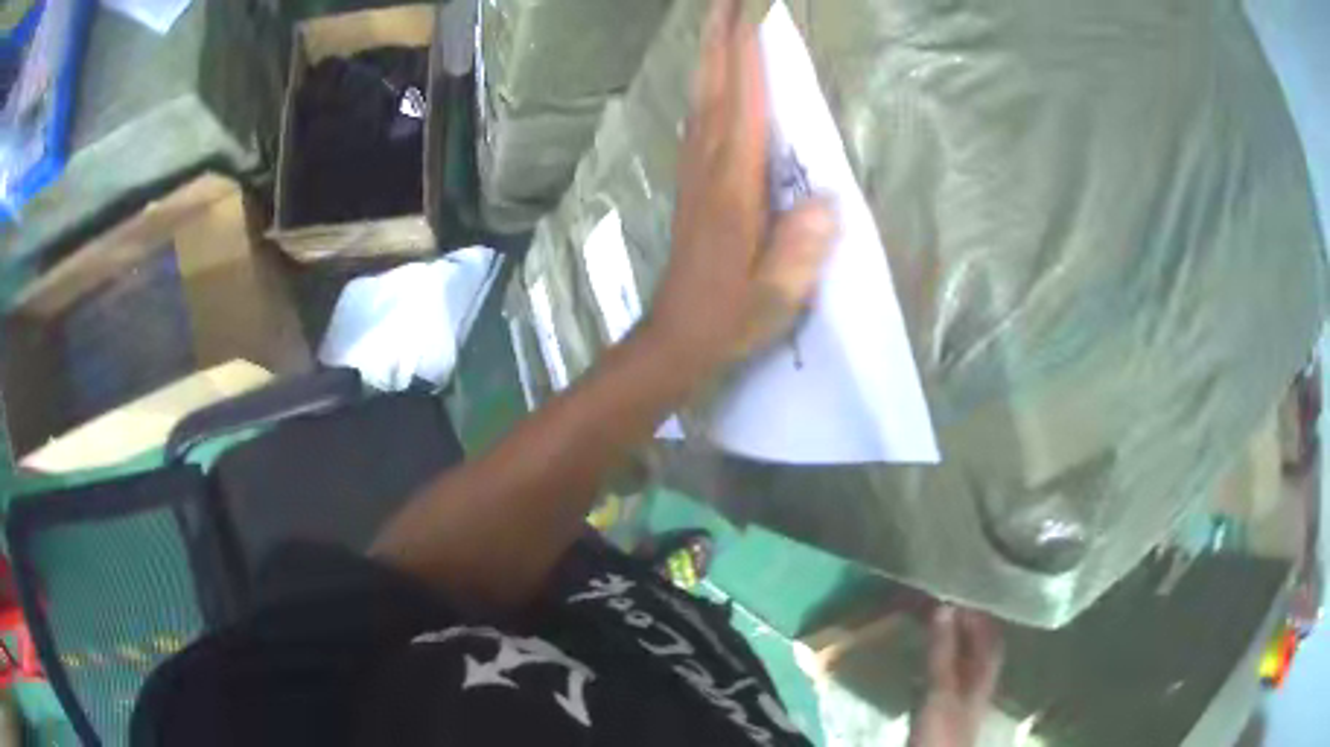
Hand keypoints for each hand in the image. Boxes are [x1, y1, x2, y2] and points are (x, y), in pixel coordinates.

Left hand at [644, 0, 835, 382]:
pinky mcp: (692, 182)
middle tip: (726, 0)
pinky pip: (699, 118)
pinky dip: (706, 86)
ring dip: (710, 55)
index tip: (751, 15)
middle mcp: (710, 166)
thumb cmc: (730, 317)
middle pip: (714, 87)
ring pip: (701, 98)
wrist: (677, 336)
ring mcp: (695, 171)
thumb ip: (799, 249)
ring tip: (719, 21)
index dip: (748, 57)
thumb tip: (827, 200)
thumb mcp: (776, 295)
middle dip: (720, 38)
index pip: (744, 105)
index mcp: (734, 187)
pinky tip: (711, 78)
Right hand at [910, 607, 1004, 746]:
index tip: (960, 583)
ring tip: (931, 617)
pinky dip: (939, 654)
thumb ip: (943, 651)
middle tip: (941, 596)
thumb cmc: (943, 729)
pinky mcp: (948, 702)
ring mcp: (965, 690)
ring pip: (963, 653)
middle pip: (978, 640)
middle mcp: (980, 674)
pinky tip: (925, 652)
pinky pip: (948, 668)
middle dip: (964, 618)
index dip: (980, 606)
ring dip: (951, 635)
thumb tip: (945, 606)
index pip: (989, 628)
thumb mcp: (941, 690)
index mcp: (985, 668)